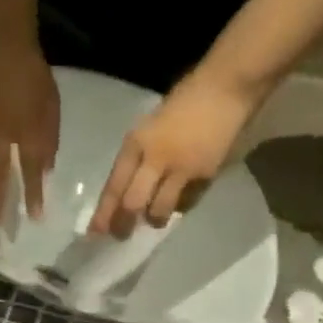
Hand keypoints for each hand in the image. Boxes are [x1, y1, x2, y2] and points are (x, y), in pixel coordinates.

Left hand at [89, 66, 267, 237]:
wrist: (228, 87)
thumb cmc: (185, 102)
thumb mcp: (150, 126)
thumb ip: (138, 157)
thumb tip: (126, 190)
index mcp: (137, 142)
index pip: (114, 186)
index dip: (103, 213)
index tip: (94, 233)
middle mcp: (155, 158)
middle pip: (132, 204)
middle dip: (123, 225)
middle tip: (121, 235)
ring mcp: (181, 168)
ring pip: (160, 209)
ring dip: (154, 219)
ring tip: (153, 220)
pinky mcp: (205, 175)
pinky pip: (187, 202)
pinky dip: (180, 206)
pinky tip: (180, 201)